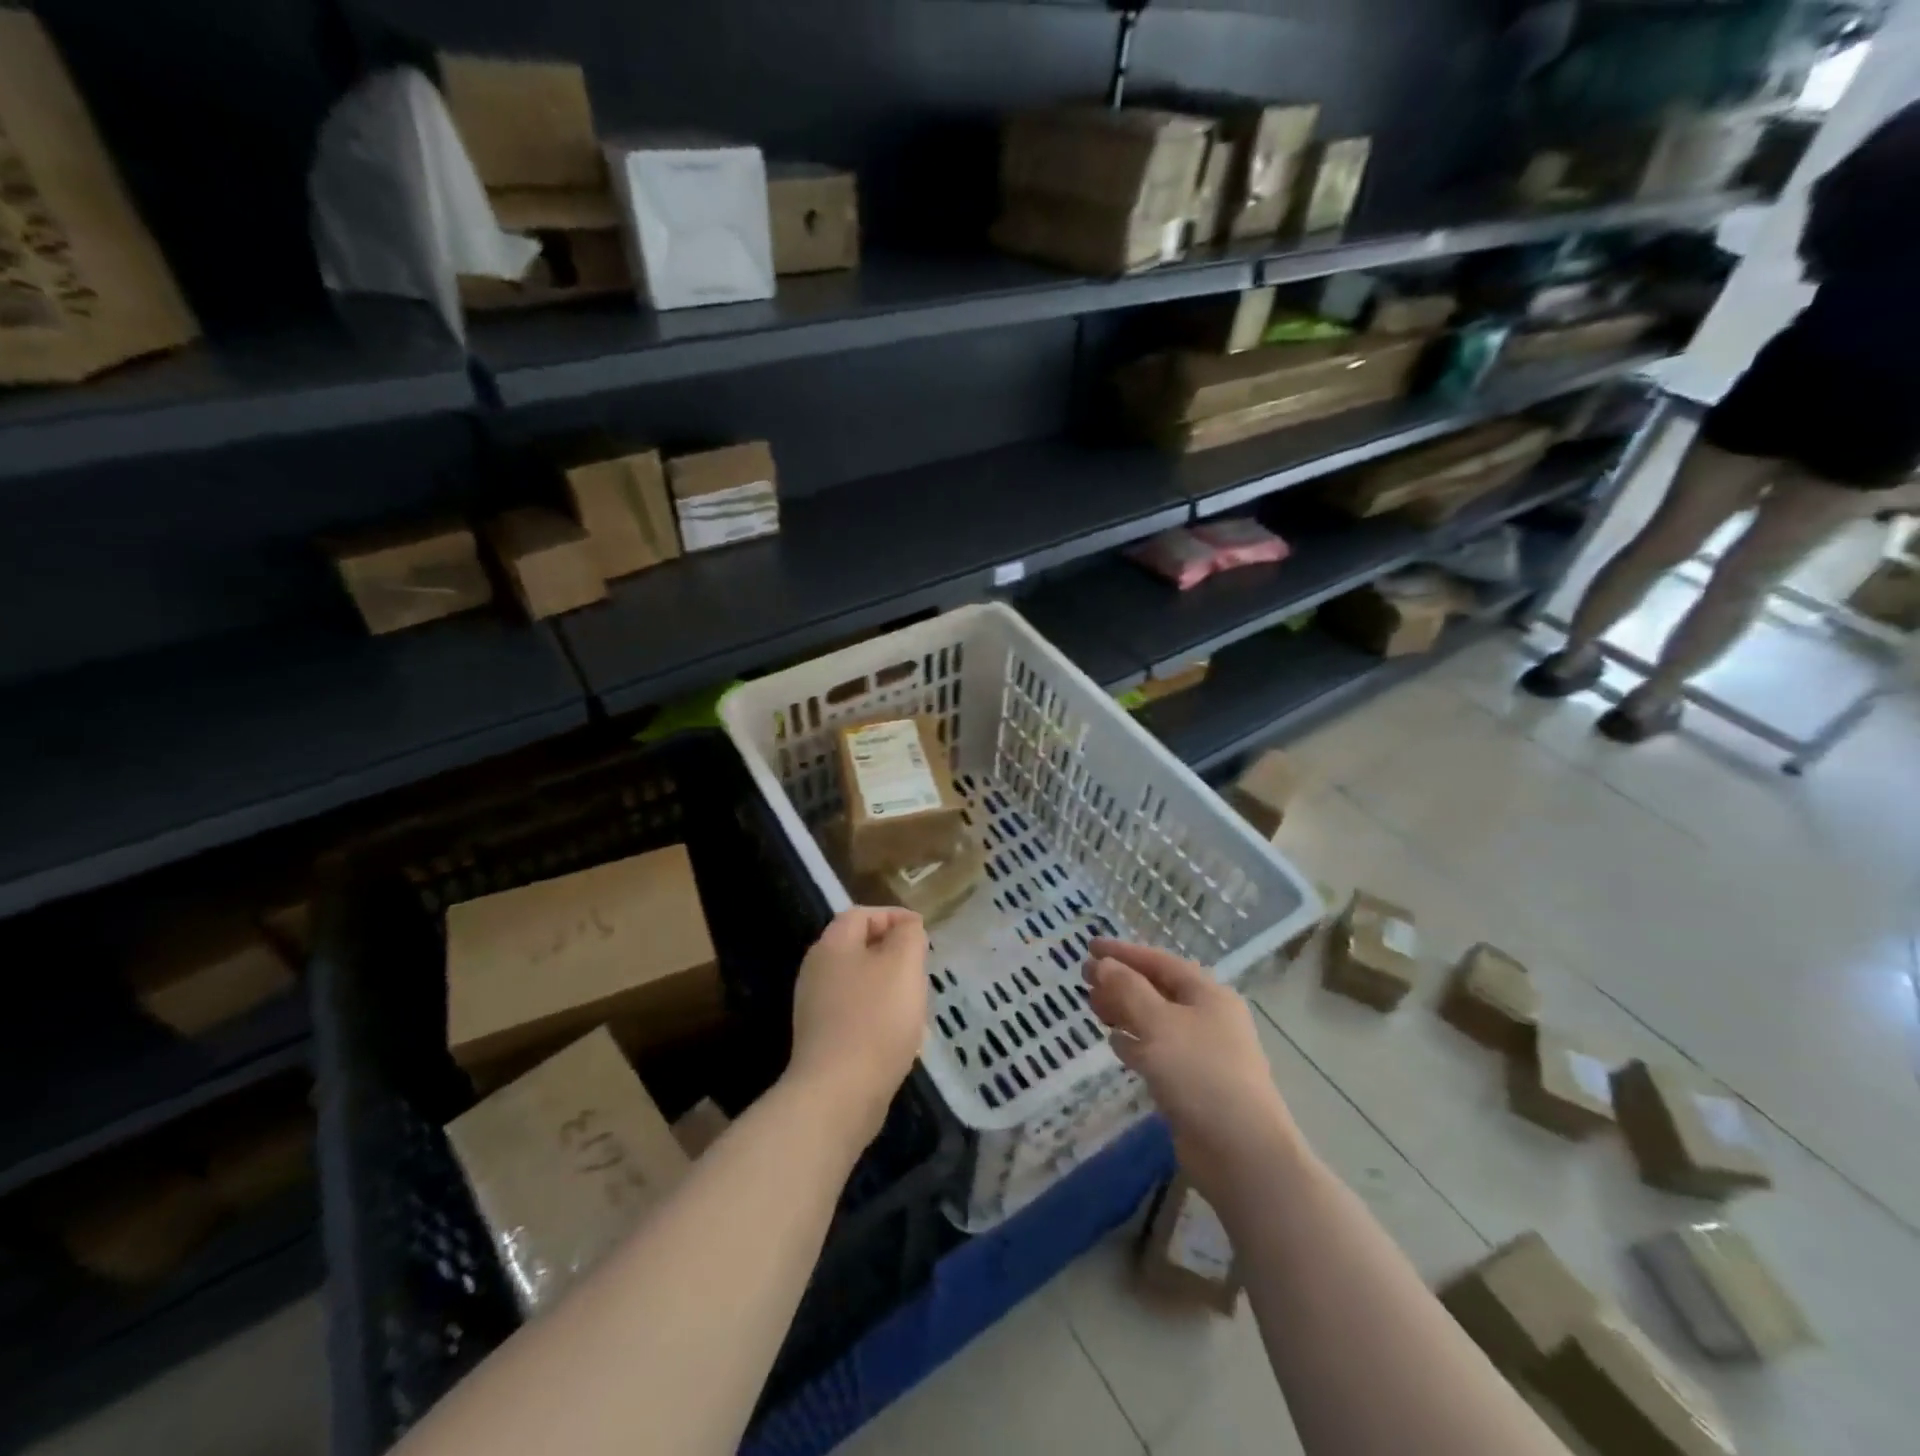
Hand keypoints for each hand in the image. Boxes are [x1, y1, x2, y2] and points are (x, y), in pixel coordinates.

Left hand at [787, 907, 928, 1145]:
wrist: (838, 1094)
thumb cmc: (876, 1019)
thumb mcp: (903, 965)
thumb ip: (908, 936)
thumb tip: (906, 927)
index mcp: (832, 946)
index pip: (860, 914)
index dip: (892, 915)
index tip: (922, 930)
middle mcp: (816, 971)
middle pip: (857, 948)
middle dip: (892, 952)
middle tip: (920, 966)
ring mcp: (815, 1008)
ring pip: (858, 982)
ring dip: (888, 986)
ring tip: (915, 1002)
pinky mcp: (821, 1040)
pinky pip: (854, 1014)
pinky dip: (878, 1014)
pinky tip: (899, 1035)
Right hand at [1085, 938, 1299, 1202]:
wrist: (1241, 1152)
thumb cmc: (1200, 1074)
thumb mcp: (1158, 1024)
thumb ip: (1128, 990)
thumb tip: (1104, 964)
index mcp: (1207, 994)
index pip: (1159, 961)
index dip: (1123, 952)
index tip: (1089, 947)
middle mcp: (1208, 1017)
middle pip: (1157, 989)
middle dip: (1120, 981)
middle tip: (1085, 978)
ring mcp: (1202, 1052)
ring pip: (1155, 1020)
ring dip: (1124, 1011)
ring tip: (1093, 1008)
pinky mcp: (1193, 1083)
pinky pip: (1158, 1051)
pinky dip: (1135, 1043)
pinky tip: (1114, 1043)